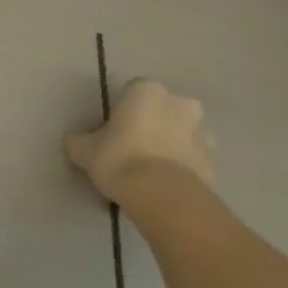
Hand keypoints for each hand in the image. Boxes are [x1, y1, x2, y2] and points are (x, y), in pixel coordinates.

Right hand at [66, 79, 217, 203]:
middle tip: (136, 147)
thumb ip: (79, 141)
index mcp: (146, 90)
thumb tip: (74, 140)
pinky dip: (186, 168)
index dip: (123, 110)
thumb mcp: (85, 150)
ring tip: (154, 170)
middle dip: (155, 123)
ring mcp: (201, 132)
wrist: (163, 197)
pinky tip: (169, 186)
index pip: (133, 91)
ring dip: (174, 144)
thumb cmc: (120, 159)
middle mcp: (178, 103)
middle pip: (164, 108)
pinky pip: (195, 160)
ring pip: (184, 133)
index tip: (114, 131)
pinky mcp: (214, 162)